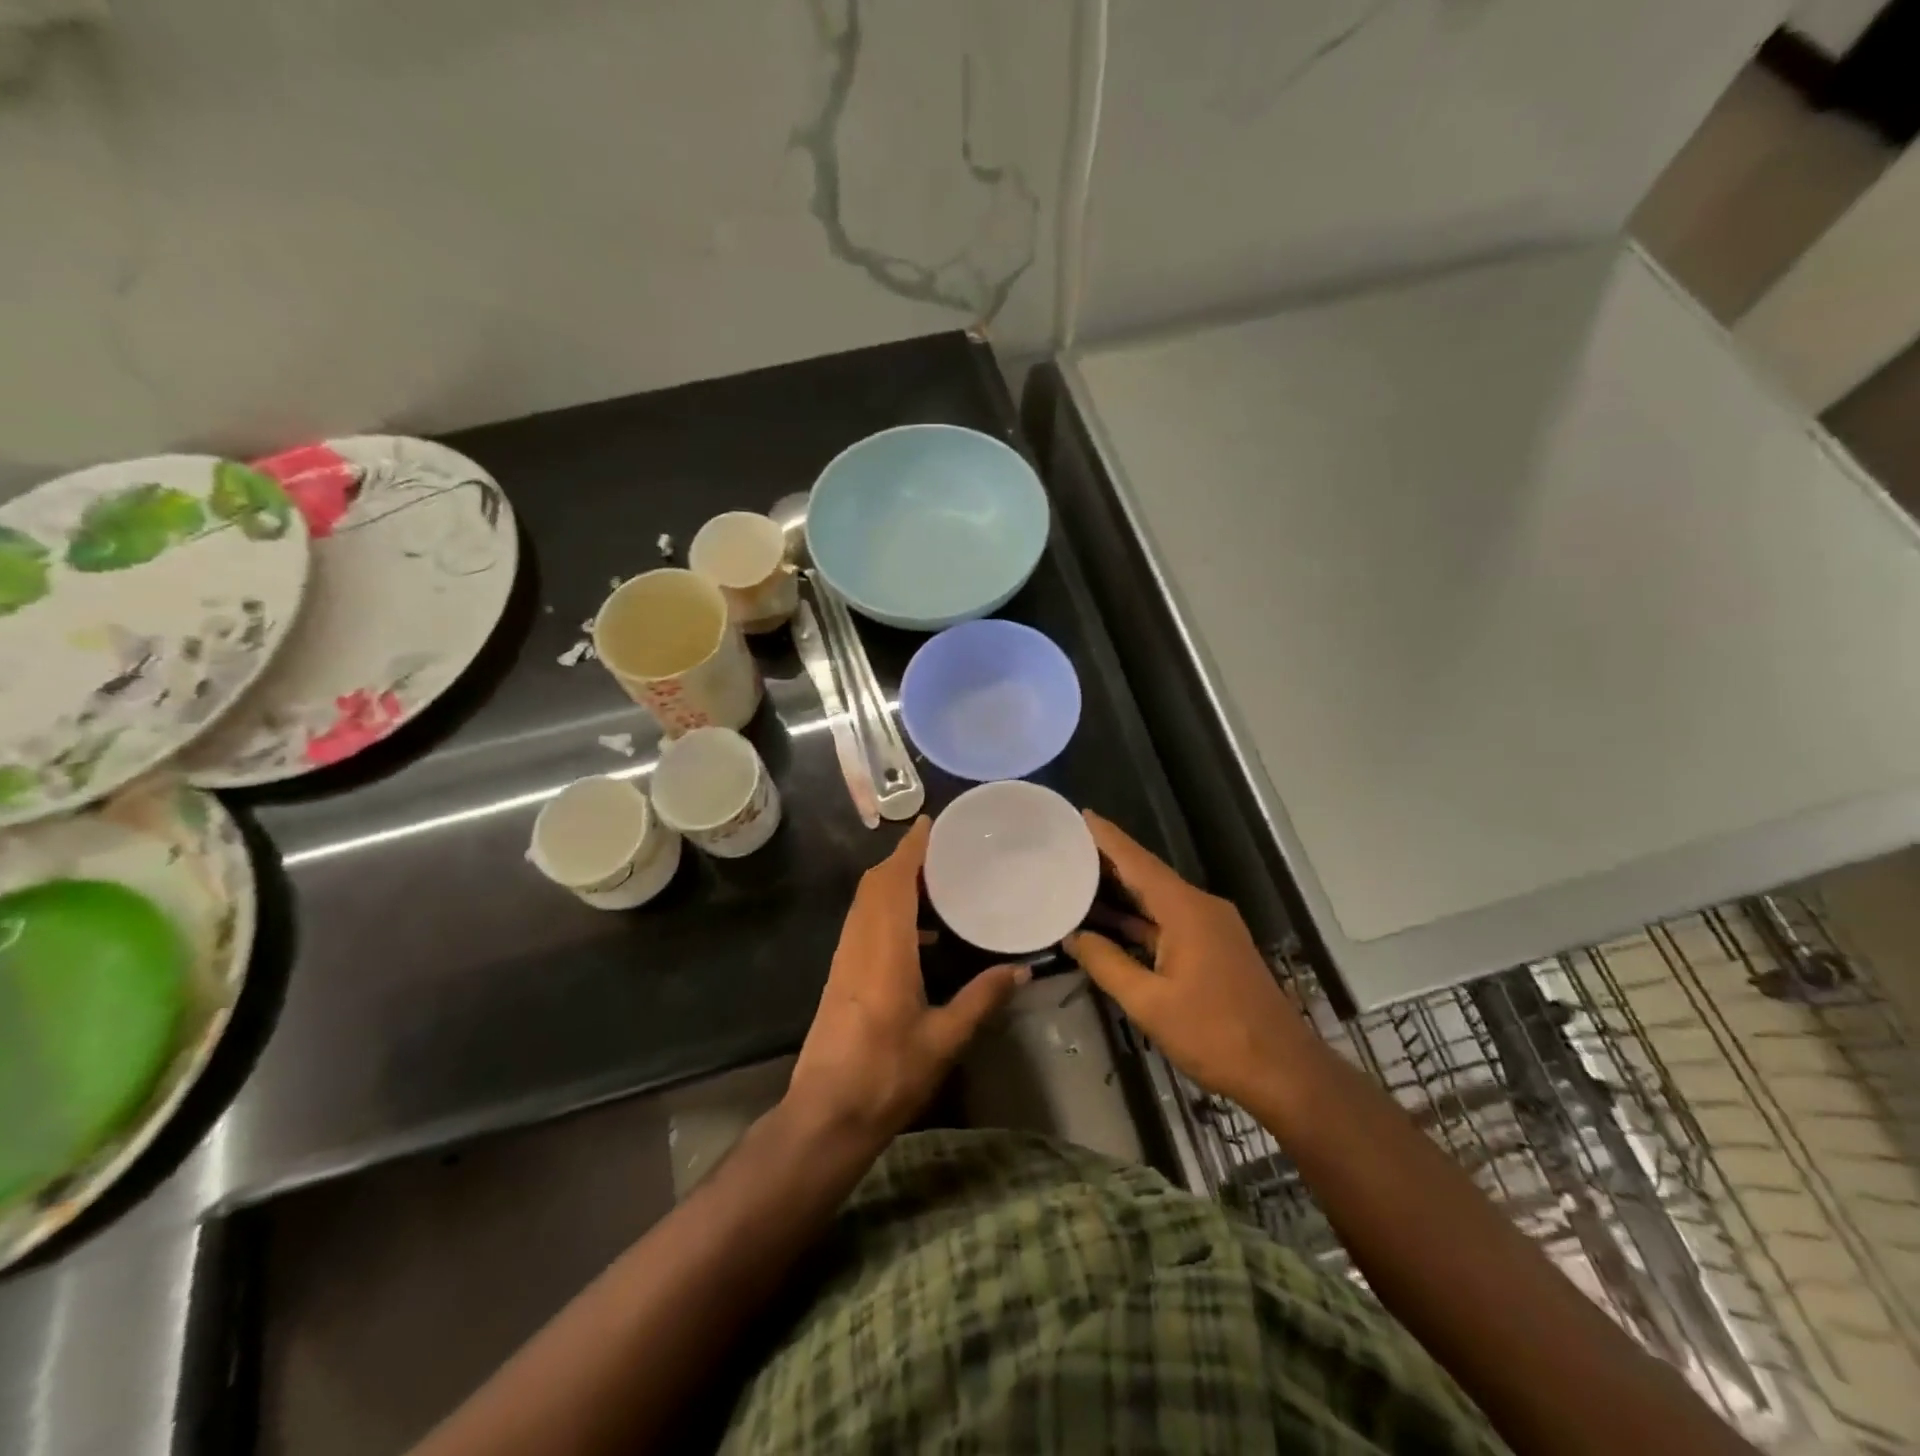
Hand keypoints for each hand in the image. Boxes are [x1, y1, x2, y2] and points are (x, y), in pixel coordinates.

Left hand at [785, 817, 1027, 1150]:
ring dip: (894, 883)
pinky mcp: (841, 975)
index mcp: (884, 949)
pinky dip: (887, 909)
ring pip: (865, 903)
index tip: (929, 822)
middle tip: (942, 852)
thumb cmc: (887, 1075)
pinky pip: (863, 923)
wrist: (826, 1115)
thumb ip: (982, 999)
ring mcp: (845, 959)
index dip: (911, 848)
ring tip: (936, 885)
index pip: (894, 881)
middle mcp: (859, 943)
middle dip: (904, 860)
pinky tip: (919, 936)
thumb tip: (1021, 970)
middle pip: (875, 884)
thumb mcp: (944, 1039)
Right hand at [1064, 812, 1309, 1108]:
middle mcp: (1200, 907)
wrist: (1282, 1071)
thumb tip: (1073, 937)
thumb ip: (1108, 964)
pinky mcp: (1213, 947)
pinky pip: (1167, 920)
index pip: (1138, 861)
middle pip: (1147, 874)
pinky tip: (1109, 922)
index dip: (1107, 837)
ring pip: (1156, 899)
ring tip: (1076, 877)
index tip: (1079, 814)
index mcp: (1186, 909)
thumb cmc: (1215, 1034)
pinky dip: (1138, 918)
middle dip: (1108, 859)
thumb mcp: (1149, 1003)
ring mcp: (1209, 927)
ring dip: (1121, 891)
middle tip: (1065, 845)